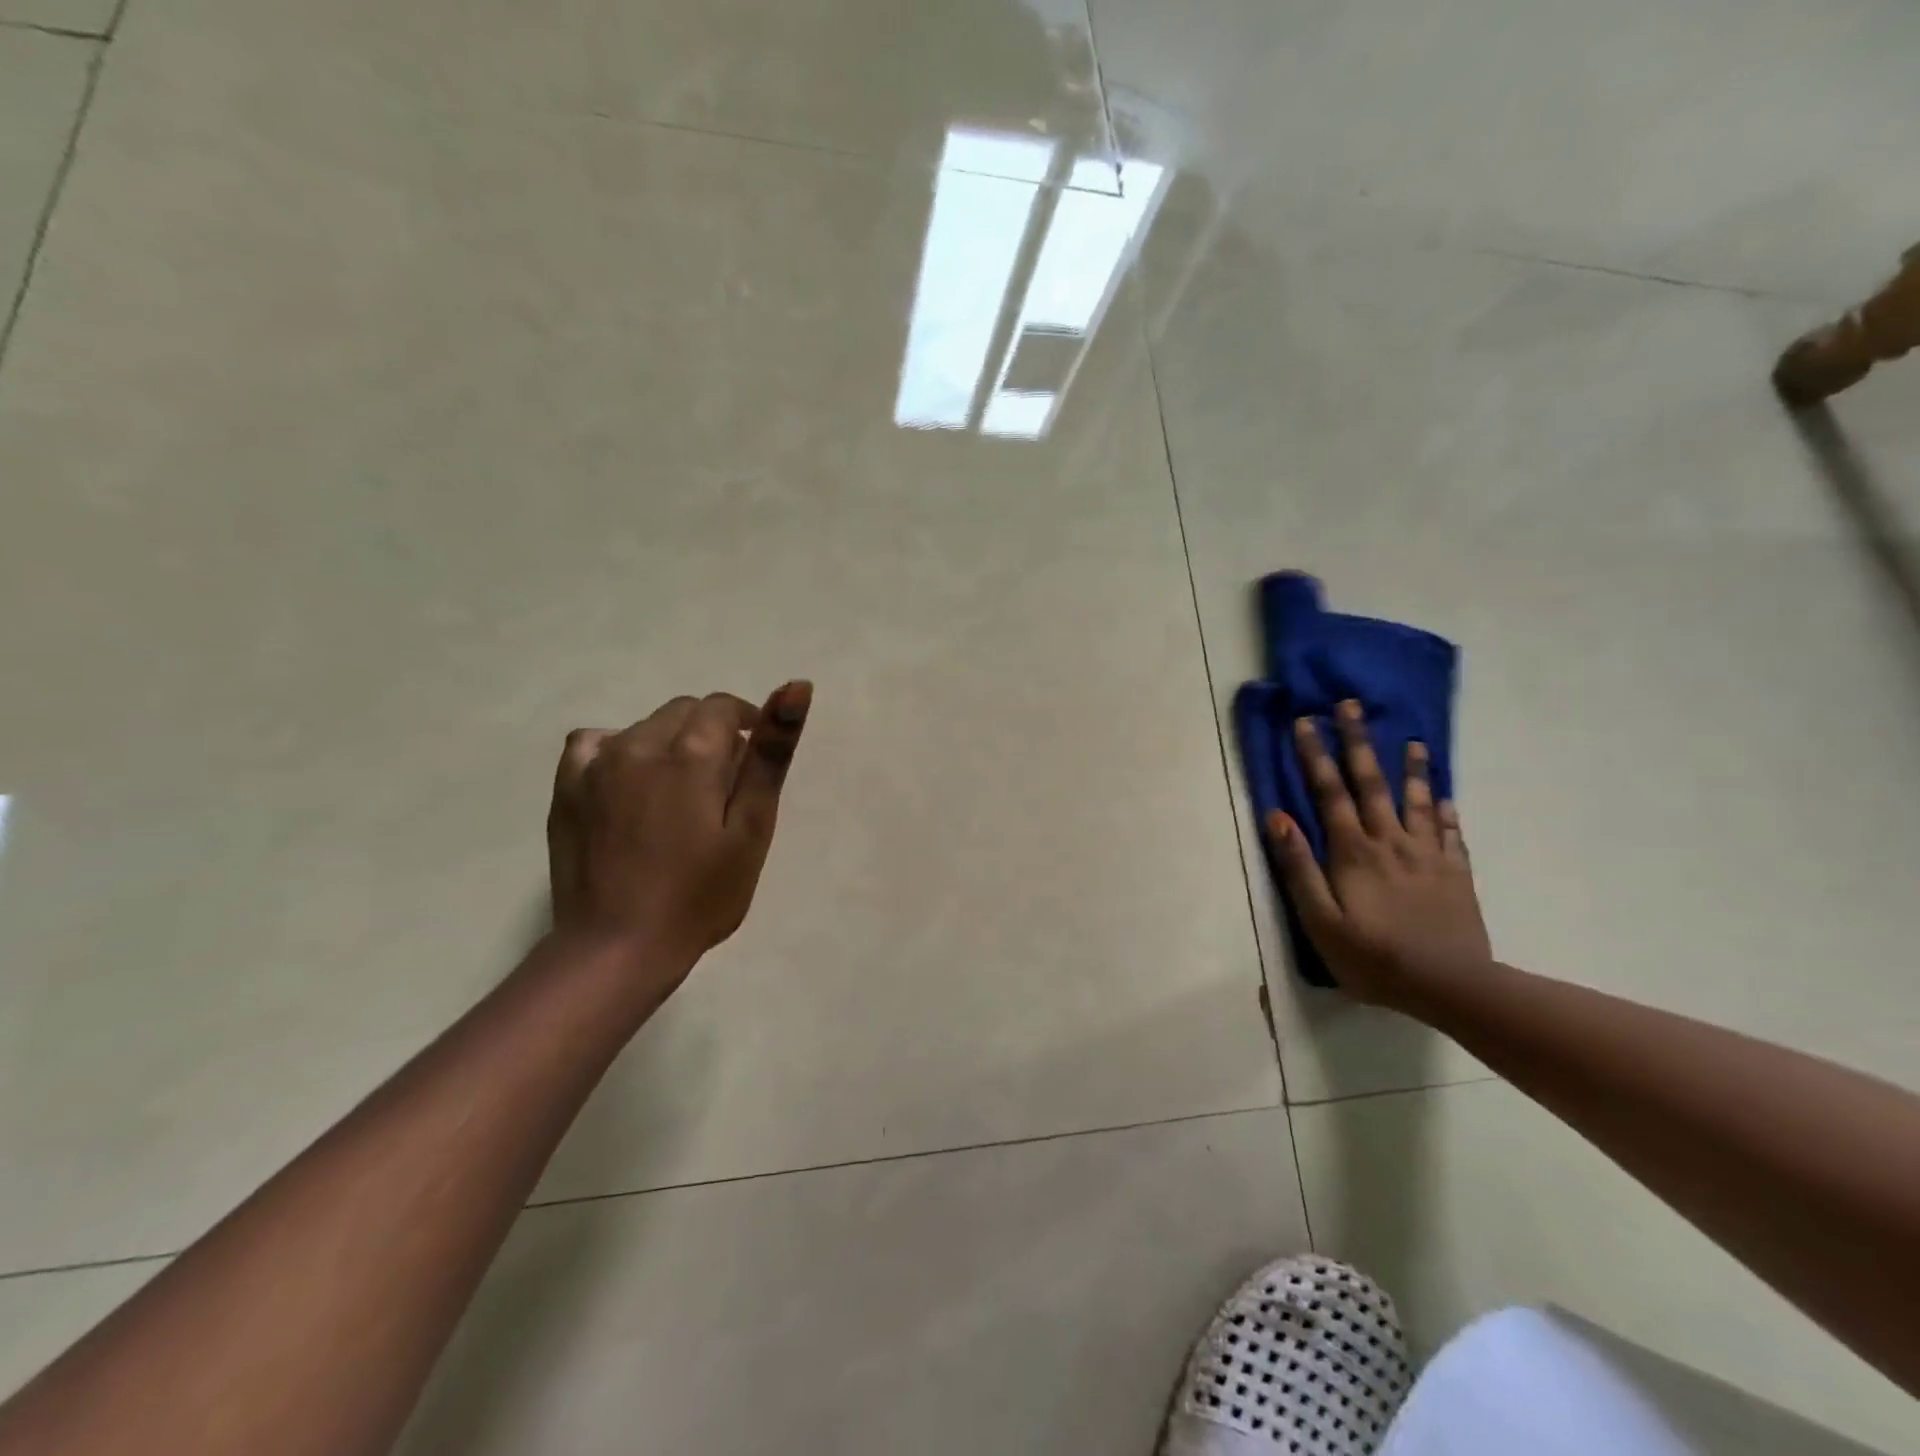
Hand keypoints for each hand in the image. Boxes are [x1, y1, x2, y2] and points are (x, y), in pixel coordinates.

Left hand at [546, 681, 811, 973]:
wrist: (618, 947)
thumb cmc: (700, 895)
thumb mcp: (752, 828)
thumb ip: (771, 754)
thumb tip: (797, 686)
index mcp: (691, 753)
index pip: (723, 706)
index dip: (747, 723)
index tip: (753, 759)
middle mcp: (639, 743)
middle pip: (684, 711)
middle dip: (709, 733)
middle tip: (721, 787)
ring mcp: (595, 764)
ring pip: (644, 726)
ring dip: (668, 743)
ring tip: (677, 795)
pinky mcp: (566, 788)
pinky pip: (594, 744)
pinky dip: (619, 751)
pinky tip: (628, 785)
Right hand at [1263, 699, 1490, 1010]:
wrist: (1450, 987)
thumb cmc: (1372, 957)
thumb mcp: (1319, 919)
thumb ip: (1298, 866)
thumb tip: (1277, 816)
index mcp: (1353, 852)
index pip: (1330, 793)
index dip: (1315, 756)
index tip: (1306, 722)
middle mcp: (1390, 842)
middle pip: (1371, 784)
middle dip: (1358, 742)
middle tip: (1351, 706)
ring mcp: (1427, 856)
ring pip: (1416, 802)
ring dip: (1411, 769)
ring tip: (1413, 741)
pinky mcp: (1455, 875)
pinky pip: (1450, 834)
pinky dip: (1444, 811)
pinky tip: (1443, 797)